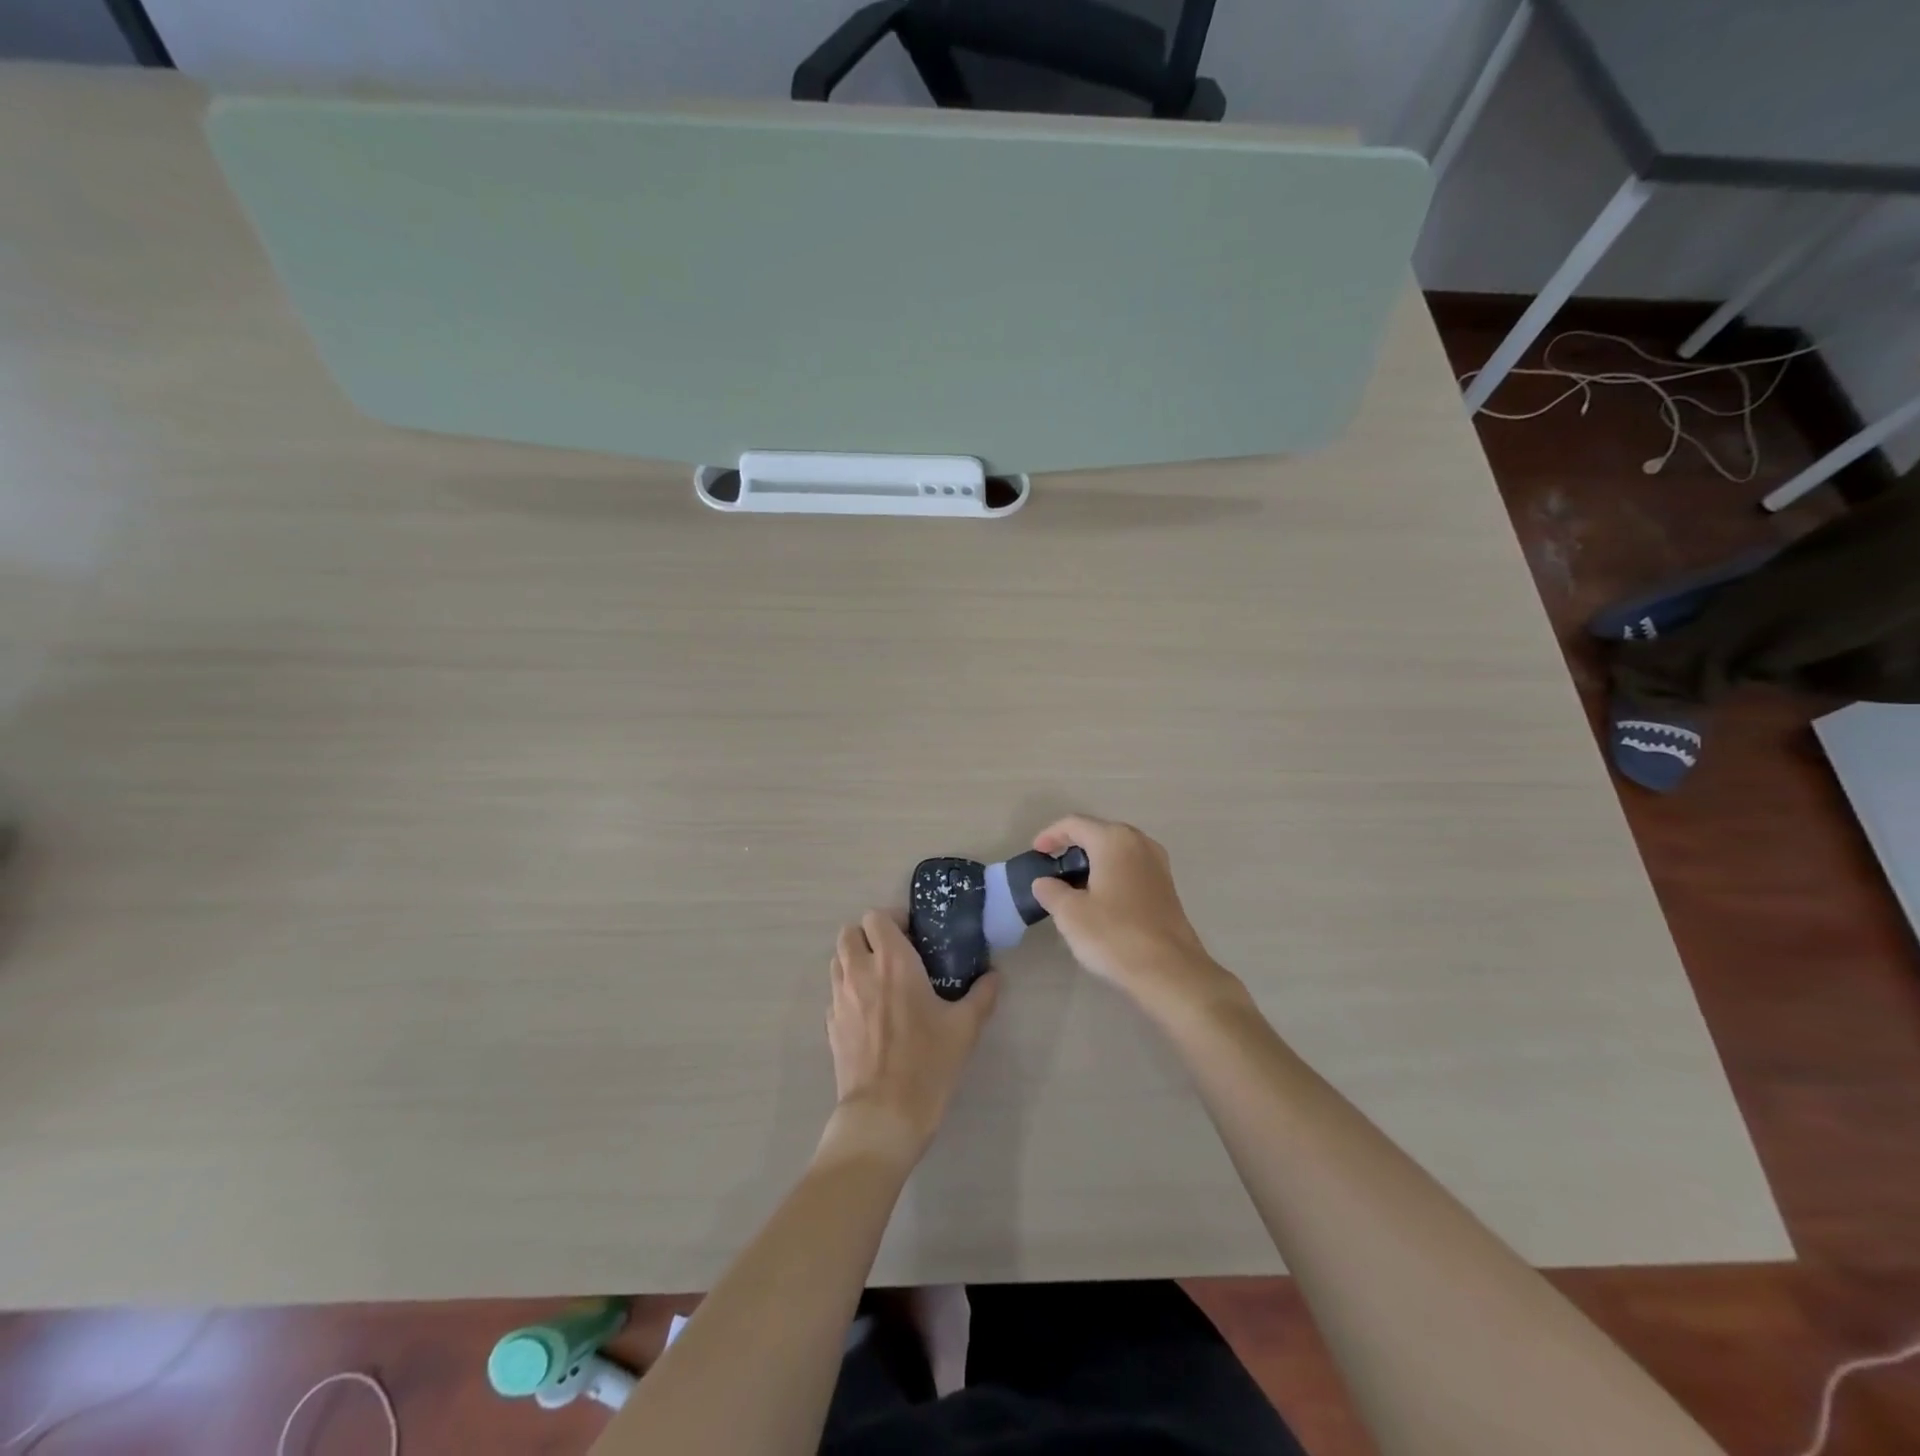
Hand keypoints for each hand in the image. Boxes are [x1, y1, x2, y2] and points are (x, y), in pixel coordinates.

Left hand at [824, 911, 999, 1165]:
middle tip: (896, 954)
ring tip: (882, 980)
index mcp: (892, 962)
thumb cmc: (927, 1064)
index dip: (894, 920)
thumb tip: (994, 976)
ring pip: (838, 960)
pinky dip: (849, 991)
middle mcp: (859, 972)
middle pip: (849, 932)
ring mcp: (839, 999)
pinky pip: (835, 993)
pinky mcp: (830, 1025)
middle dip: (870, 936)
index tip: (915, 936)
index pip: (876, 917)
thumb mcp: (965, 1028)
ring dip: (856, 960)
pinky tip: (871, 1013)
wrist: (883, 1115)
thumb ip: (982, 995)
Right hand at [1029, 814, 1241, 1021]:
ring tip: (1073, 884)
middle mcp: (1139, 843)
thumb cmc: (1114, 934)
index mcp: (1114, 840)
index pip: (1074, 824)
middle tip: (1053, 866)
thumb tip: (1044, 882)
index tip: (1036, 853)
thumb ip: (1051, 891)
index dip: (1051, 835)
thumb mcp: (1070, 913)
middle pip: (1098, 833)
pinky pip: (1131, 868)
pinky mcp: (1167, 887)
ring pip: (1117, 851)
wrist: (1169, 971)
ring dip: (1093, 861)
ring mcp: (1158, 864)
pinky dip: (1111, 874)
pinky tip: (1100, 899)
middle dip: (1073, 846)